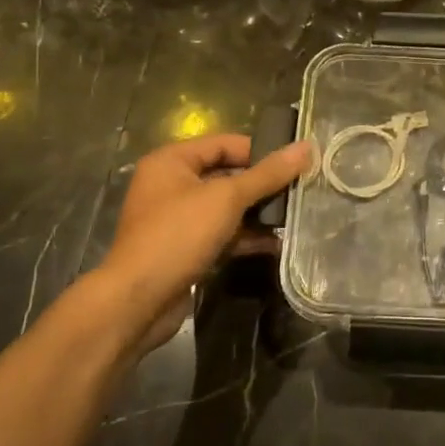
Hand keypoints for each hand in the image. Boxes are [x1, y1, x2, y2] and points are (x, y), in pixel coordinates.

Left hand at [80, 133, 311, 356]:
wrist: (137, 302)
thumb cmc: (178, 235)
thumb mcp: (227, 198)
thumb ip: (267, 174)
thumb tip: (306, 147)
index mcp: (171, 162)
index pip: (224, 143)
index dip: (260, 151)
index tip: (293, 164)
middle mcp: (171, 185)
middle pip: (227, 175)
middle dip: (262, 185)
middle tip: (299, 190)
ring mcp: (176, 220)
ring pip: (226, 208)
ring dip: (258, 213)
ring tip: (294, 217)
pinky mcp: (184, 250)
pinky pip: (221, 234)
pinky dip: (246, 237)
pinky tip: (277, 244)